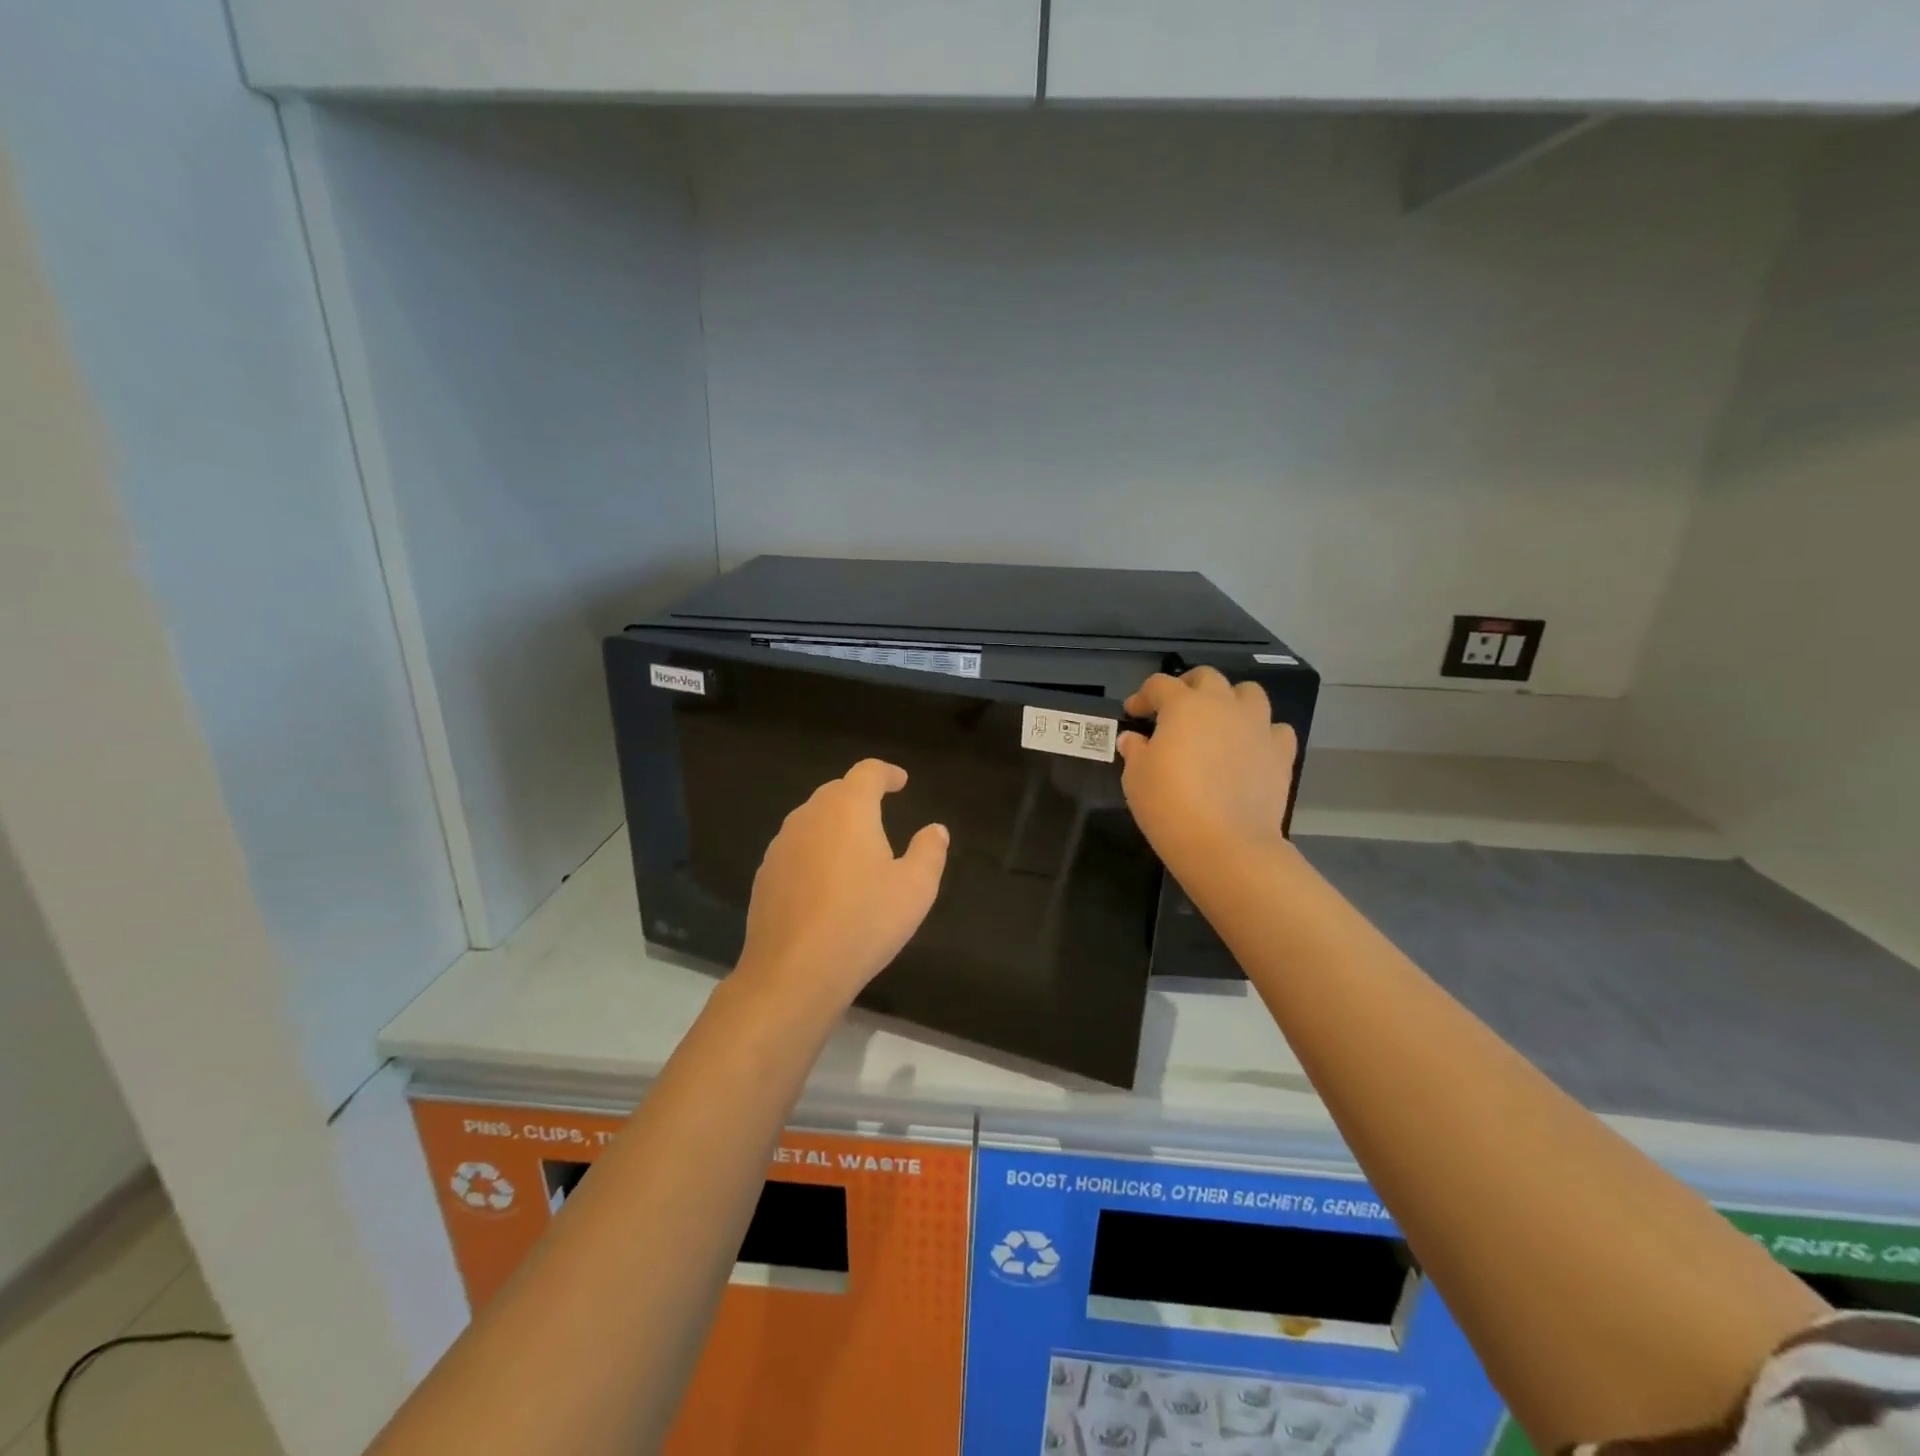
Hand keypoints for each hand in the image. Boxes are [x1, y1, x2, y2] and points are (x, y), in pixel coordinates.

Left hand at [735, 759, 948, 1015]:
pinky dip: (815, 853)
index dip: (887, 773)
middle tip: (882, 813)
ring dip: (835, 825)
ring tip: (856, 849)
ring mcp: (781, 846)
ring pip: (812, 820)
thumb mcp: (915, 888)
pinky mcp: (764, 876)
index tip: (901, 782)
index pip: (867, 772)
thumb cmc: (863, 922)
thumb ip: (929, 851)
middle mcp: (809, 816)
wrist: (793, 973)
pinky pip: (796, 850)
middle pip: (836, 792)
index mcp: (847, 809)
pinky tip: (826, 883)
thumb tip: (935, 829)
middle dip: (860, 796)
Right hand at [1118, 668, 1297, 874]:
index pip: (1160, 685)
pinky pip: (1276, 729)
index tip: (1133, 714)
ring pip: (1250, 693)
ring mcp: (1257, 727)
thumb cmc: (1169, 804)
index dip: (1143, 696)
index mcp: (1184, 705)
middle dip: (1188, 686)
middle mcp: (1223, 706)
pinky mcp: (1280, 754)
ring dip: (1231, 700)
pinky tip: (1250, 748)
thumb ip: (1135, 751)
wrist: (1225, 843)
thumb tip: (1133, 739)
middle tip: (1175, 709)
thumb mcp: (1136, 777)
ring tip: (1218, 722)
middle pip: (1208, 677)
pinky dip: (1262, 732)